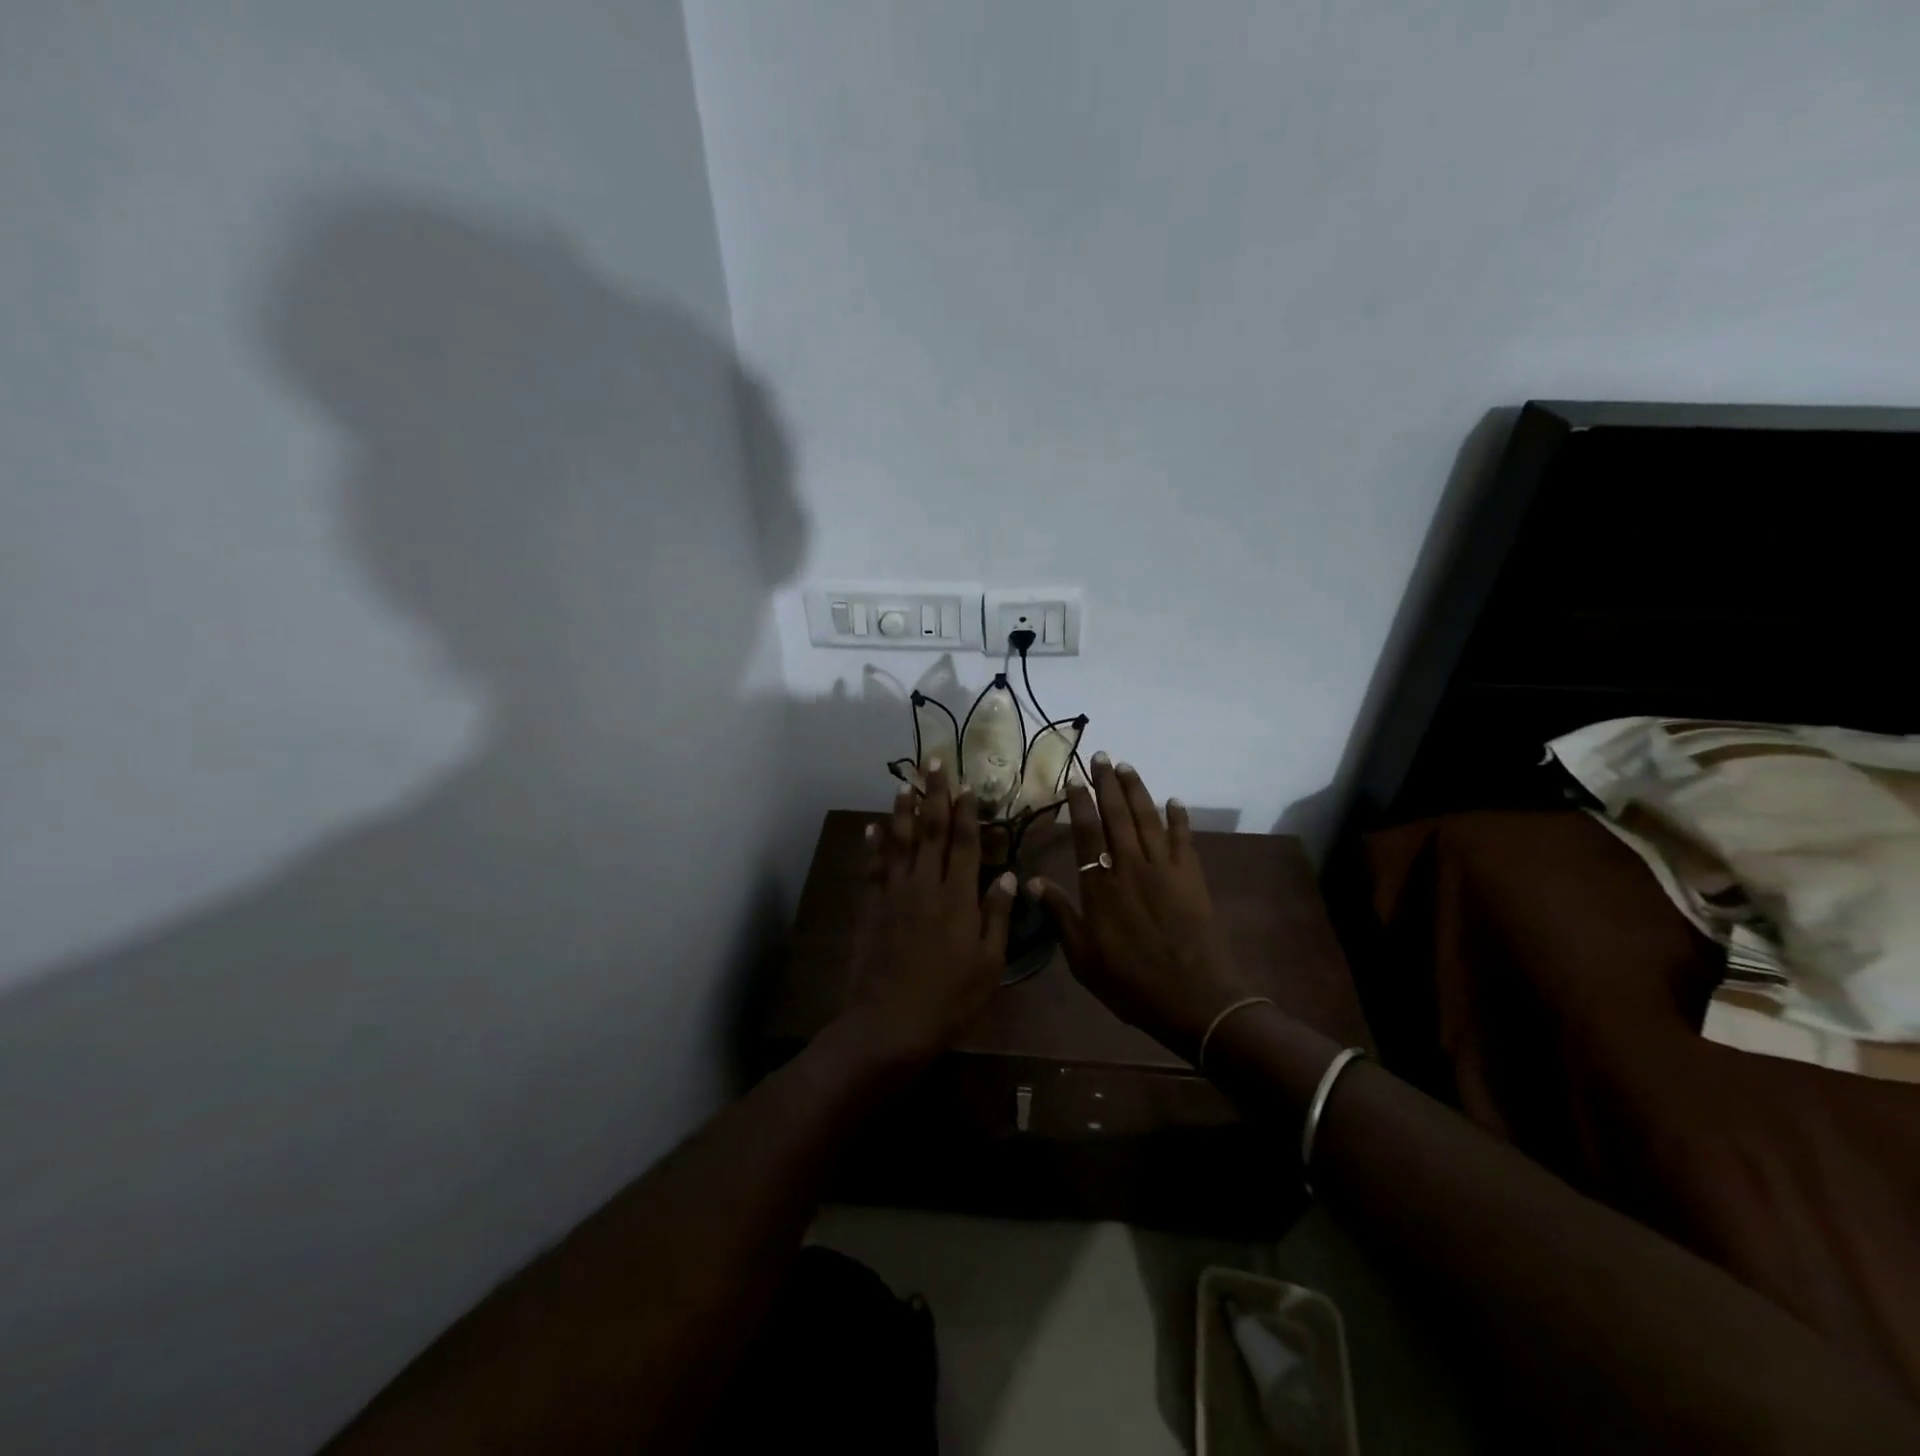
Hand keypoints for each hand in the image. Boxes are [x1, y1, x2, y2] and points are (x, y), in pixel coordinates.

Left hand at [836, 763, 1017, 1070]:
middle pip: (930, 830)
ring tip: (905, 783)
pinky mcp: (872, 906)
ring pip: (900, 842)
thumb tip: (1007, 874)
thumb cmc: (950, 997)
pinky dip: (874, 845)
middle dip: (934, 795)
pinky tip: (874, 826)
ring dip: (903, 810)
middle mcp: (925, 885)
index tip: (967, 785)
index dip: (966, 812)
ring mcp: (895, 893)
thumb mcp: (988, 962)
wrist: (890, 1022)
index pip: (964, 843)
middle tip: (934, 763)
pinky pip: (873, 867)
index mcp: (958, 897)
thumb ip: (996, 915)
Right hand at [1029, 755, 1253, 1061]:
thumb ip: (1059, 914)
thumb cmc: (1129, 981)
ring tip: (1126, 766)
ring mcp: (1164, 869)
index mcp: (1100, 885)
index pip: (1087, 832)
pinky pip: (1183, 838)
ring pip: (1148, 818)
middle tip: (1101, 755)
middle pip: (1117, 815)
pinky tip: (1174, 801)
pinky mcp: (1191, 877)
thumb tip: (1032, 881)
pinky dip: (1178, 818)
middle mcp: (1130, 866)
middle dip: (1107, 783)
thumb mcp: (1082, 956)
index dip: (1080, 803)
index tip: (1074, 778)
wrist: (1192, 998)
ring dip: (1137, 790)